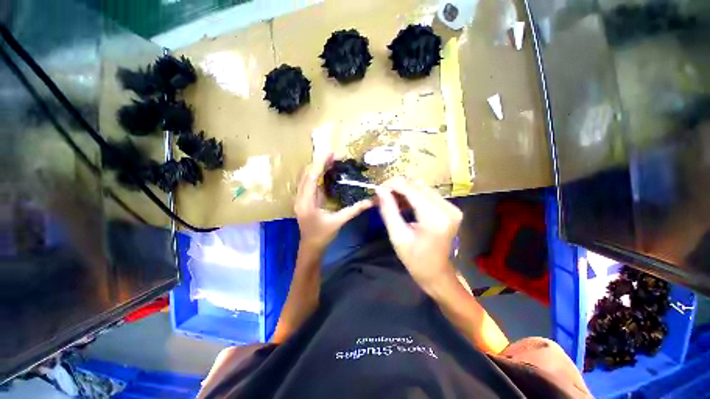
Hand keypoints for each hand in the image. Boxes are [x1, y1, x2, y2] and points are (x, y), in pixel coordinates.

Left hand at [295, 153, 373, 249]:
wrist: (310, 247)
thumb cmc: (323, 236)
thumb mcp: (339, 221)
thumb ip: (354, 210)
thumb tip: (370, 202)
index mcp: (307, 202)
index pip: (312, 177)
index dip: (320, 163)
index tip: (331, 153)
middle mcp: (300, 197)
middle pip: (307, 174)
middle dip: (320, 162)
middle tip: (335, 155)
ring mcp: (300, 198)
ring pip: (307, 177)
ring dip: (318, 167)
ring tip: (332, 160)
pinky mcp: (303, 199)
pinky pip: (309, 182)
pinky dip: (317, 174)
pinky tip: (327, 171)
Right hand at [376, 177, 461, 292]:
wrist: (437, 273)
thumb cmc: (415, 259)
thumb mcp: (397, 236)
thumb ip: (388, 210)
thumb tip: (379, 190)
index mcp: (435, 217)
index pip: (411, 188)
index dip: (392, 185)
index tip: (377, 189)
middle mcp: (447, 208)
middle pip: (417, 185)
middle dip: (396, 187)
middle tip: (382, 196)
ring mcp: (451, 207)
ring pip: (421, 187)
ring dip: (403, 191)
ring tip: (390, 201)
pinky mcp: (450, 208)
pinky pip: (427, 194)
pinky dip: (412, 196)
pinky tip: (402, 204)